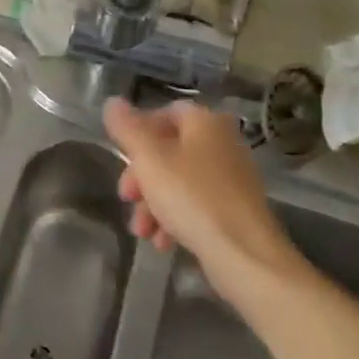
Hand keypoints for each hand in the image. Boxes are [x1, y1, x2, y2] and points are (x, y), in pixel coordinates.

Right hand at [102, 98, 311, 306]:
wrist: (246, 256)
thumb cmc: (192, 197)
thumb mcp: (148, 159)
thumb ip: (127, 129)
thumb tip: (112, 102)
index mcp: (205, 123)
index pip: (166, 112)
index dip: (138, 130)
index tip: (121, 155)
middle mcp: (222, 144)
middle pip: (168, 150)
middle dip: (141, 176)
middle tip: (127, 197)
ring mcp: (232, 179)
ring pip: (179, 181)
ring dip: (153, 203)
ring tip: (142, 230)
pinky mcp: (235, 210)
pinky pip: (196, 205)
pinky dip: (175, 218)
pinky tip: (163, 241)